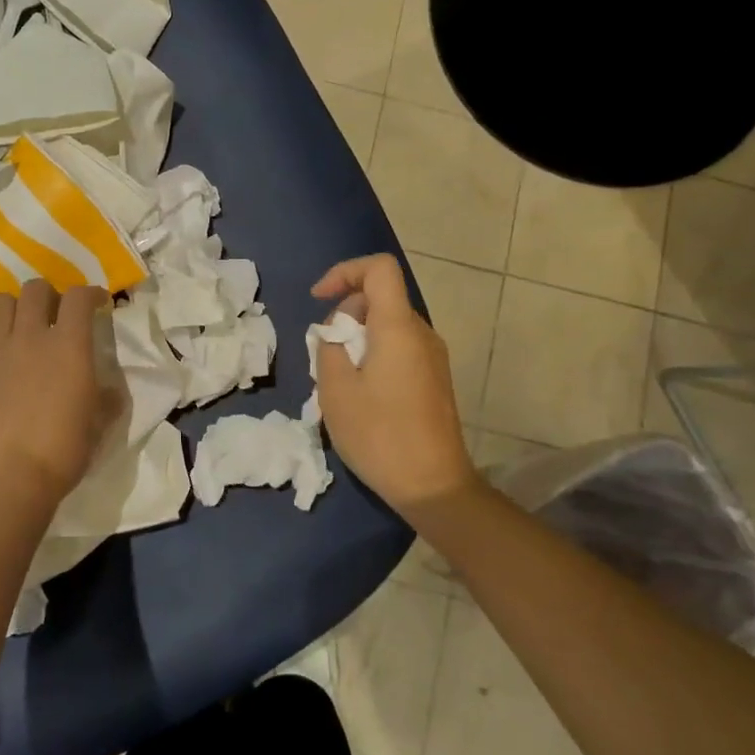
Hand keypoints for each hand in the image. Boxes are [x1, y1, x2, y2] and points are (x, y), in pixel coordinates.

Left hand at [0, 281, 117, 513]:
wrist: (6, 478)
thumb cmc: (61, 453)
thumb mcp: (98, 427)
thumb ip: (106, 400)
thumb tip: (110, 391)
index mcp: (69, 346)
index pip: (79, 297)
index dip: (89, 294)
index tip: (95, 304)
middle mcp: (29, 336)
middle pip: (36, 289)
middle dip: (48, 296)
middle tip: (52, 317)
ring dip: (9, 309)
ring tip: (13, 329)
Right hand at [312, 255, 480, 514]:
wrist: (433, 486)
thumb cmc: (379, 435)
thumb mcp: (336, 390)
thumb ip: (329, 347)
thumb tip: (336, 332)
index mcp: (398, 327)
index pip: (379, 269)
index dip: (344, 272)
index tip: (319, 299)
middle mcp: (422, 333)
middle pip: (380, 299)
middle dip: (344, 315)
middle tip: (324, 356)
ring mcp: (433, 358)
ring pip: (387, 326)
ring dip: (357, 339)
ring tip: (338, 380)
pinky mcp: (434, 380)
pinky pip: (399, 349)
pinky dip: (373, 356)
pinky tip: (360, 395)